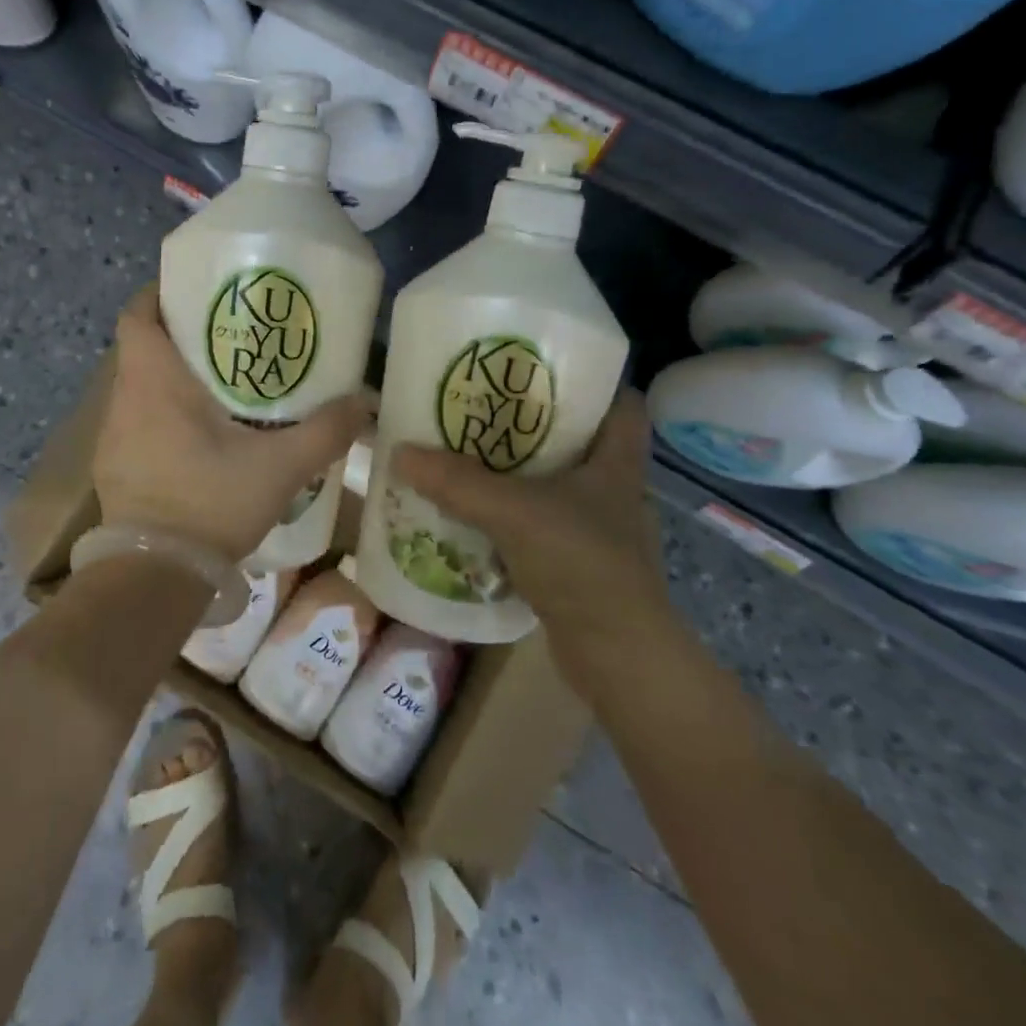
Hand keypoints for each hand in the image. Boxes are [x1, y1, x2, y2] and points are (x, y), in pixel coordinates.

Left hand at [93, 288, 372, 564]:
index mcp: (154, 382)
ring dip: (172, 379)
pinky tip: (201, 437)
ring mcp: (113, 438)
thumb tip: (365, 402)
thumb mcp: (280, 466)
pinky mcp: (116, 468)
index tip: (196, 293)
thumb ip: (325, 431)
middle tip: (229, 338)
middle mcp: (125, 401)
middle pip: (142, 349)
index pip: (137, 315)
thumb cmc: (210, 503)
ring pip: (140, 388)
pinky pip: (138, 423)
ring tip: (221, 385)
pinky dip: (164, 416)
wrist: (154, 577)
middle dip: (180, 337)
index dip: (159, 296)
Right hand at [392, 391, 671, 666]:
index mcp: (618, 462)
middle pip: (580, 440)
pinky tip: (477, 515)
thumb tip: (401, 451)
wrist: (618, 658)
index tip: (545, 367)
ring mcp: (599, 530)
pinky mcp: (580, 565)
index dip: (594, 380)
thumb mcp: (515, 512)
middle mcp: (614, 490)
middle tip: (485, 407)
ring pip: (557, 485)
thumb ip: (458, 482)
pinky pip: (542, 525)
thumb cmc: (583, 565)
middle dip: (536, 424)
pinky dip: (513, 517)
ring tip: (470, 456)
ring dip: (519, 473)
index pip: (623, 402)